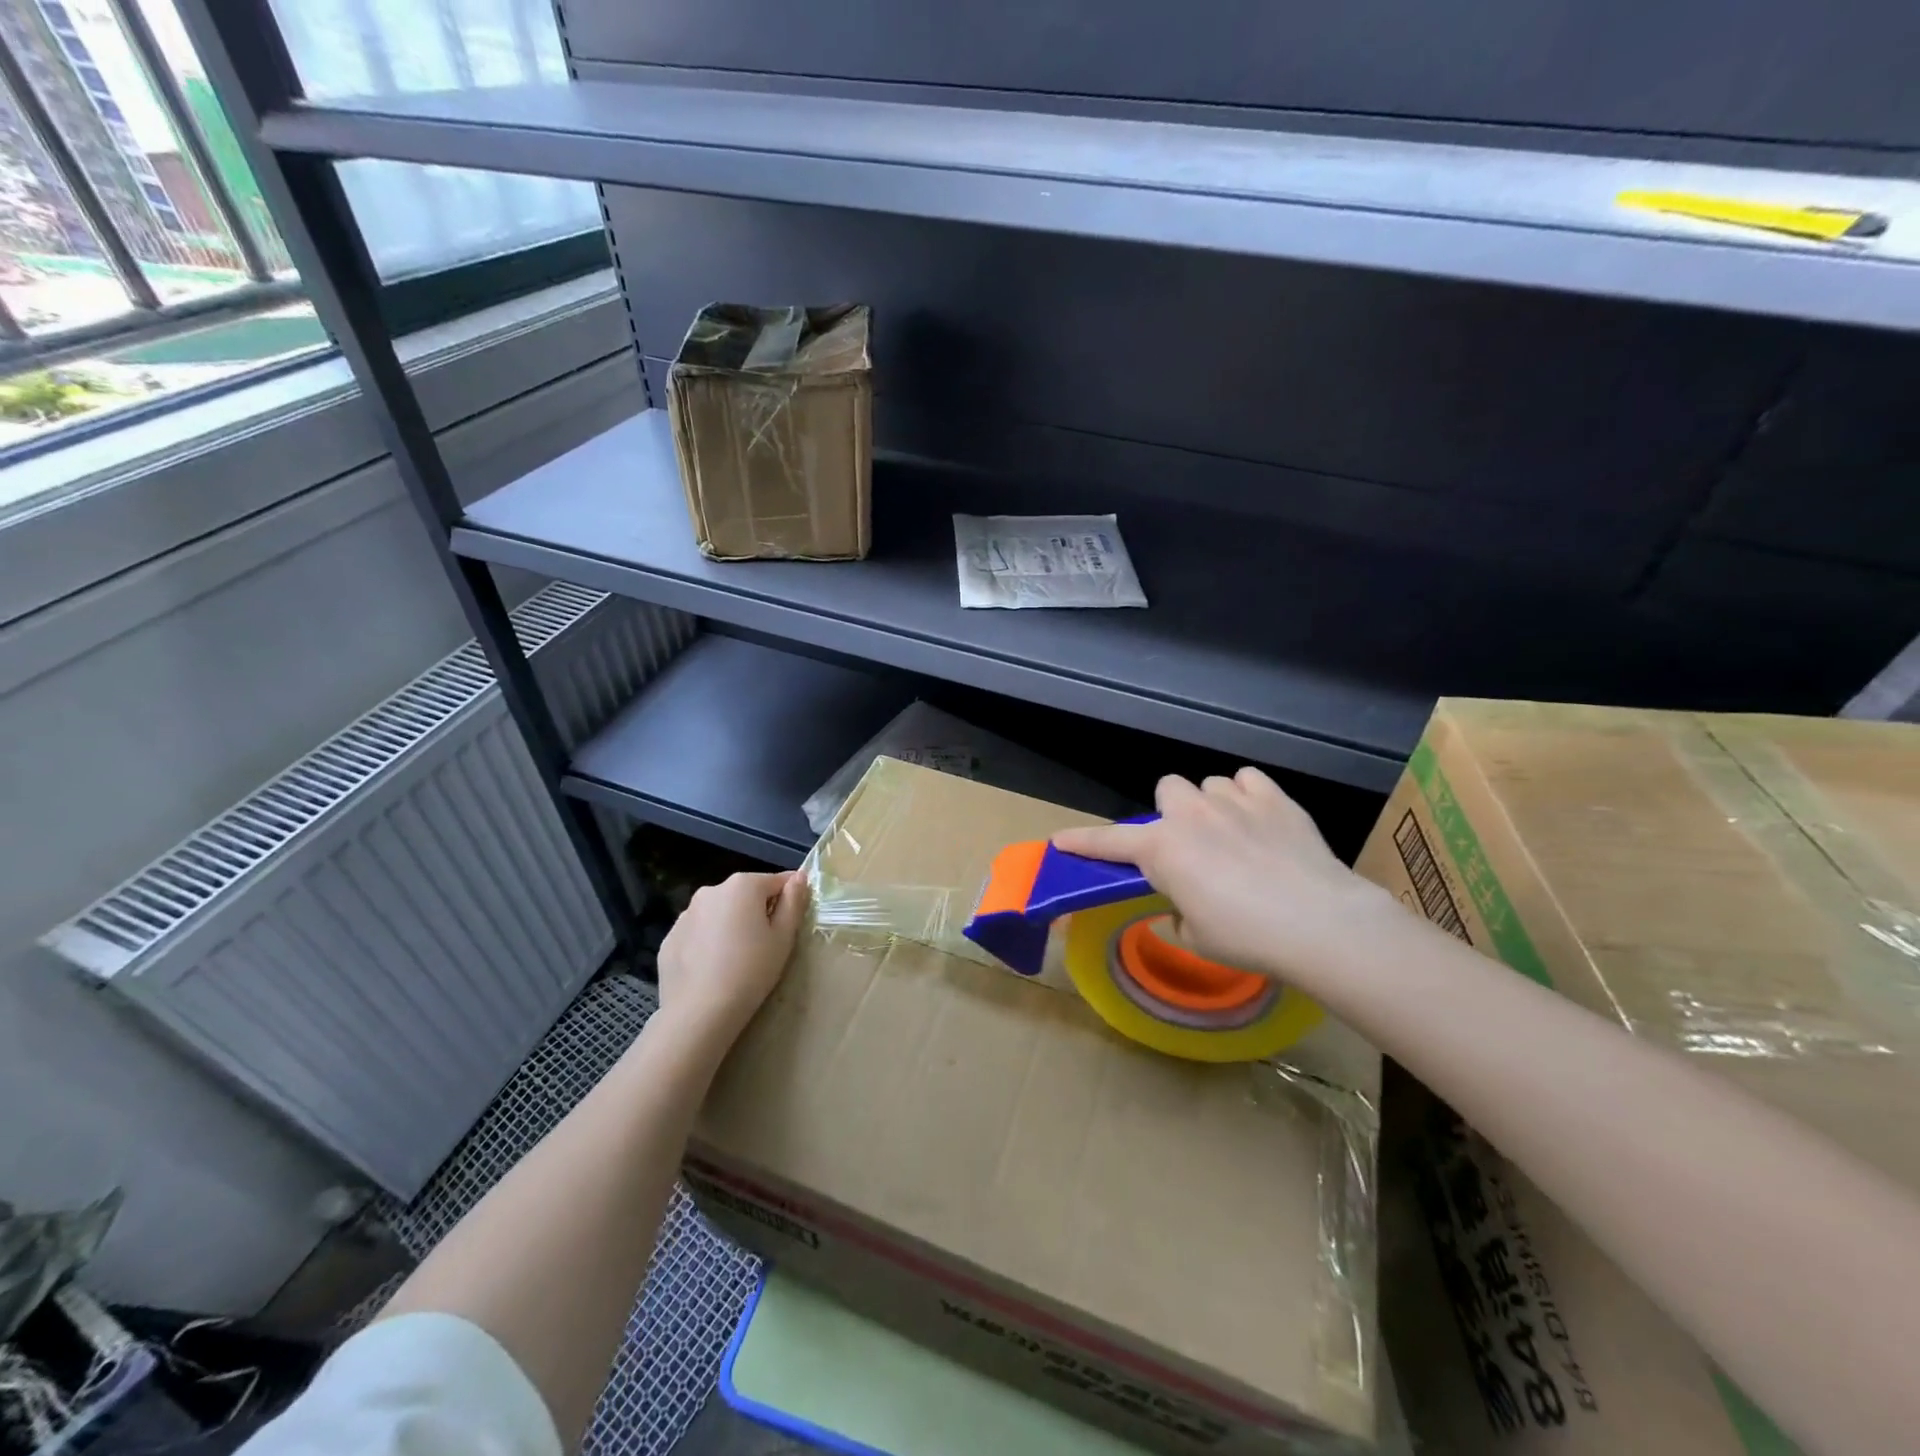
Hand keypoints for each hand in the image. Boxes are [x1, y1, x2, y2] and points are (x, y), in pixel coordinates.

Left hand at [656, 870, 807, 1047]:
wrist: (699, 1012)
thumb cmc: (751, 971)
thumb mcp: (784, 937)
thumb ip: (794, 902)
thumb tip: (799, 877)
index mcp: (743, 885)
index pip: (777, 881)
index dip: (789, 898)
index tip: (791, 922)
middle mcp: (711, 891)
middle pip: (745, 894)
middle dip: (757, 911)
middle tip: (765, 944)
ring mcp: (686, 914)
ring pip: (719, 913)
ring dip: (730, 925)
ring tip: (736, 959)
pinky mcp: (669, 938)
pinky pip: (698, 933)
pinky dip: (707, 943)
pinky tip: (712, 969)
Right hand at [1052, 769, 1390, 985]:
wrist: (1318, 922)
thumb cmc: (1246, 937)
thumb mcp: (1196, 936)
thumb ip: (1178, 912)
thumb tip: (1184, 904)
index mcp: (1162, 849)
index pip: (1108, 841)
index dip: (1082, 841)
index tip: (1061, 841)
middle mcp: (1190, 814)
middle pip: (1166, 789)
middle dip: (1172, 812)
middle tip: (1189, 844)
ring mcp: (1233, 800)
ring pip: (1208, 784)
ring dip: (1211, 805)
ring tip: (1233, 834)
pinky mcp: (1274, 797)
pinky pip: (1247, 780)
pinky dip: (1248, 796)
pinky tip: (1260, 821)